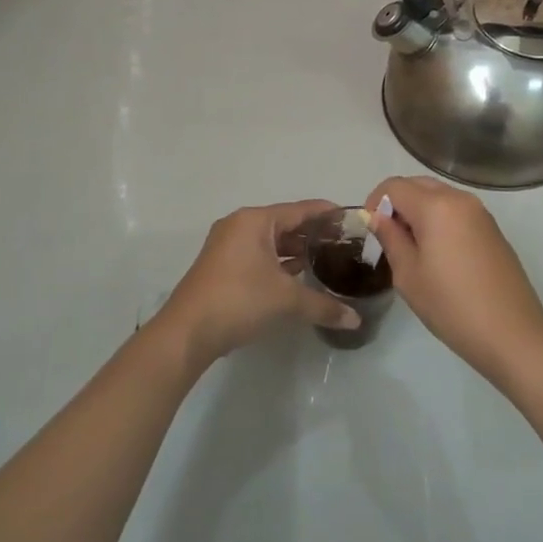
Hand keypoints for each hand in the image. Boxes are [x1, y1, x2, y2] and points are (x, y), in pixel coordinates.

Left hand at [155, 200, 360, 367]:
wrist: (187, 332)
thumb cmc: (239, 300)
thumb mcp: (287, 300)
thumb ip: (324, 306)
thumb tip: (355, 320)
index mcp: (255, 221)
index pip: (300, 209)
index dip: (327, 213)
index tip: (351, 218)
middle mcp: (240, 225)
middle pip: (284, 223)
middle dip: (312, 234)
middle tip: (343, 243)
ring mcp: (226, 245)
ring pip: (269, 241)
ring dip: (294, 250)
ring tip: (325, 260)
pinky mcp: (221, 266)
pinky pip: (257, 254)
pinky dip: (277, 262)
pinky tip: (296, 276)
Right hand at [364, 176, 542, 383]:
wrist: (512, 333)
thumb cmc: (451, 305)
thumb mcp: (408, 275)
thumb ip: (390, 238)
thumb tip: (377, 216)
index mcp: (435, 206)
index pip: (394, 186)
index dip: (375, 201)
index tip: (372, 230)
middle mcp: (459, 199)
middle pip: (418, 184)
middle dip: (398, 202)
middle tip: (389, 237)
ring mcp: (480, 212)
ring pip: (439, 195)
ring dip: (419, 210)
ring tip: (412, 247)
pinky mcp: (492, 228)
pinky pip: (457, 210)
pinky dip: (440, 219)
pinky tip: (439, 253)